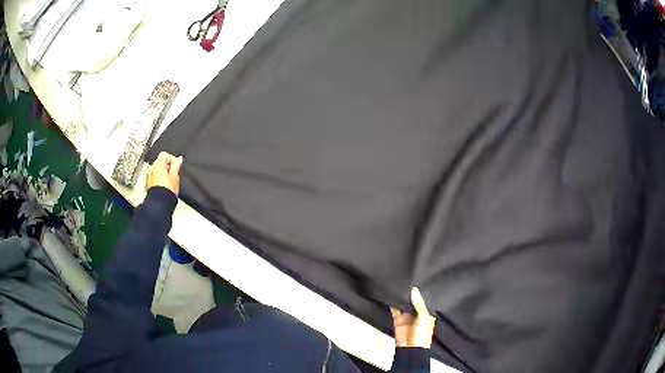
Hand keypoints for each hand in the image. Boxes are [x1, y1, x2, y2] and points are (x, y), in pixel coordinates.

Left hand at [146, 152, 182, 194]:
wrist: (160, 203)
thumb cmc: (167, 190)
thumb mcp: (175, 175)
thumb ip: (176, 165)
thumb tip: (179, 159)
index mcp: (158, 164)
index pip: (165, 155)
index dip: (172, 159)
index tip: (176, 166)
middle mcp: (151, 168)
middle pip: (160, 162)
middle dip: (167, 167)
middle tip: (174, 174)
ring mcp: (148, 176)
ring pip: (157, 170)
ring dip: (163, 173)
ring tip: (169, 181)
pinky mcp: (148, 184)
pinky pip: (154, 177)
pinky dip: (159, 179)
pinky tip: (164, 186)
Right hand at [390, 287, 435, 347]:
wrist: (410, 349)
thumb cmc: (422, 334)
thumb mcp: (424, 317)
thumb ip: (419, 304)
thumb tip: (414, 289)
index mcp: (427, 314)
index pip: (424, 301)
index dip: (420, 293)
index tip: (417, 281)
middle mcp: (417, 314)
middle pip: (412, 302)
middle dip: (409, 295)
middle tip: (405, 281)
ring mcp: (407, 317)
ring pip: (404, 305)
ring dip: (401, 299)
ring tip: (398, 286)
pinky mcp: (398, 320)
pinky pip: (395, 311)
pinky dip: (393, 305)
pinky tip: (391, 296)